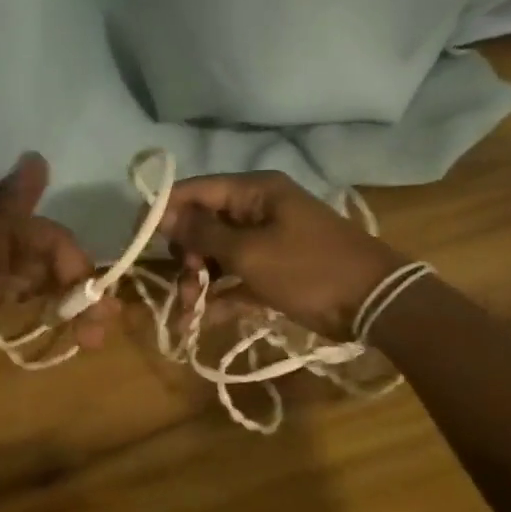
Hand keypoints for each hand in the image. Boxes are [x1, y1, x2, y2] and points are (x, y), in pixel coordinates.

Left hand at [0, 153, 117, 372]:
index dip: (72, 262)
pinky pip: (12, 297)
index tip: (94, 301)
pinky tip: (60, 328)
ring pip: (34, 280)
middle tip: (104, 328)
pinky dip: (38, 310)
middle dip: (78, 287)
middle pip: (44, 258)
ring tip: (91, 339)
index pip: (42, 235)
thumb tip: (38, 158)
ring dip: (65, 303)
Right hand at [156, 171, 400, 339]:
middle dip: (186, 255)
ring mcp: (267, 241)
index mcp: (254, 192)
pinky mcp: (274, 270)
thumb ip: (203, 233)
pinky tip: (201, 320)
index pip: (196, 190)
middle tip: (181, 285)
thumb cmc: (309, 269)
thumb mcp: (250, 252)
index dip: (163, 210)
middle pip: (204, 224)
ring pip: (217, 254)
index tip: (136, 235)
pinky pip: (236, 277)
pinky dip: (220, 296)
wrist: (374, 303)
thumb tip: (163, 213)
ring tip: (188, 311)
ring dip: (199, 281)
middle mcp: (257, 210)